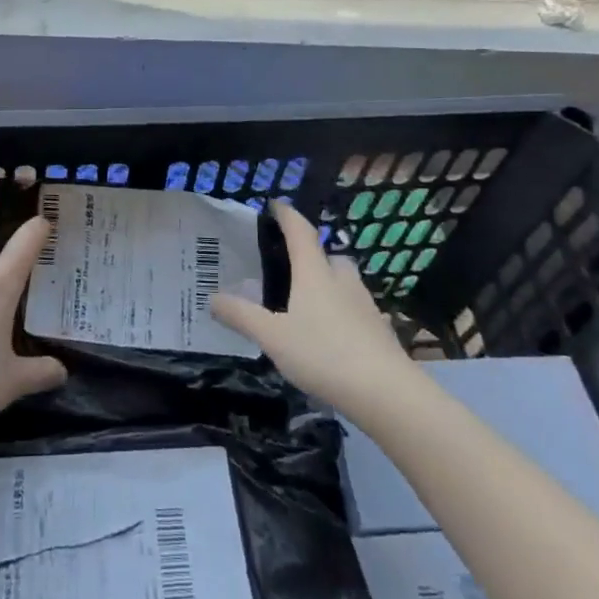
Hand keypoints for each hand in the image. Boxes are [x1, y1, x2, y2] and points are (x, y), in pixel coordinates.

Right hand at [210, 198, 412, 416]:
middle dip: (312, 255)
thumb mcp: (272, 337)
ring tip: (308, 303)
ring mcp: (365, 305)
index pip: (300, 232)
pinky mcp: (380, 330)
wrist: (387, 393)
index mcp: (314, 273)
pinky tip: (332, 334)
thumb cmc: (323, 354)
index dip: (287, 215)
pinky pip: (356, 309)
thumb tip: (212, 297)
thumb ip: (242, 316)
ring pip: (345, 282)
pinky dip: (342, 312)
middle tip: (291, 266)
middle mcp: (342, 280)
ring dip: (329, 284)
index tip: (275, 205)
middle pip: (329, 256)